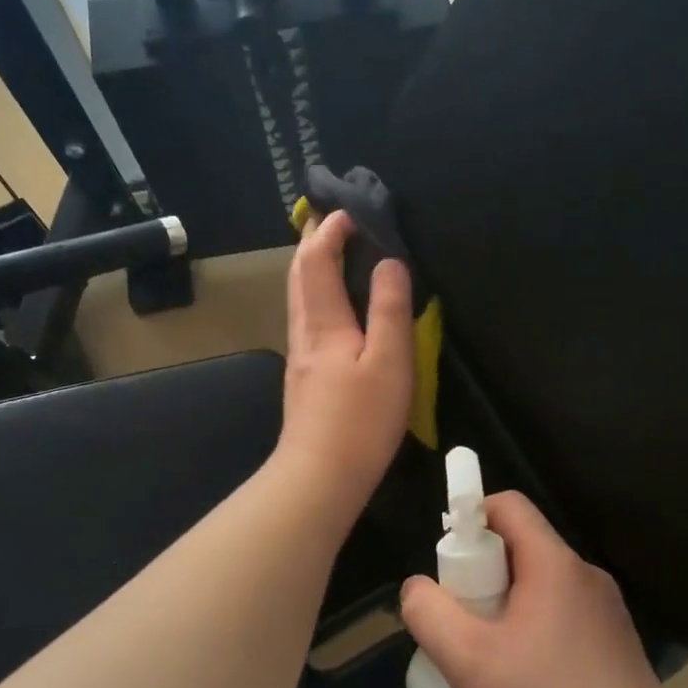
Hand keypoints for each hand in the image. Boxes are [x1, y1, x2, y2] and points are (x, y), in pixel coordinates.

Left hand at [274, 210, 414, 525]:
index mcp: (324, 324)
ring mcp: (300, 357)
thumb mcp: (388, 361)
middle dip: (312, 242)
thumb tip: (389, 262)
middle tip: (329, 219)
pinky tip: (330, 306)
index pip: (317, 261)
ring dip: (310, 268)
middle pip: (299, 276)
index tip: (350, 210)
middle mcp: (304, 333)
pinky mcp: (305, 378)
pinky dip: (315, 294)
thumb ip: (389, 309)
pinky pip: (307, 319)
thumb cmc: (360, 420)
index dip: (330, 232)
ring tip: (328, 252)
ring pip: (298, 299)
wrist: (319, 477)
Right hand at [399, 493, 673, 687]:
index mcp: (555, 563)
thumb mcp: (468, 661)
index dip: (471, 519)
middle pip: (522, 547)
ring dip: (507, 607)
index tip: (448, 564)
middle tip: (462, 622)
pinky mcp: (616, 645)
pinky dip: (534, 631)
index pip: (509, 506)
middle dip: (482, 574)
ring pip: (541, 586)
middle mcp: (586, 576)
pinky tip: (526, 683)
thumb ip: (430, 614)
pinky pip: (562, 616)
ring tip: (489, 659)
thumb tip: (417, 587)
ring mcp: (607, 612)